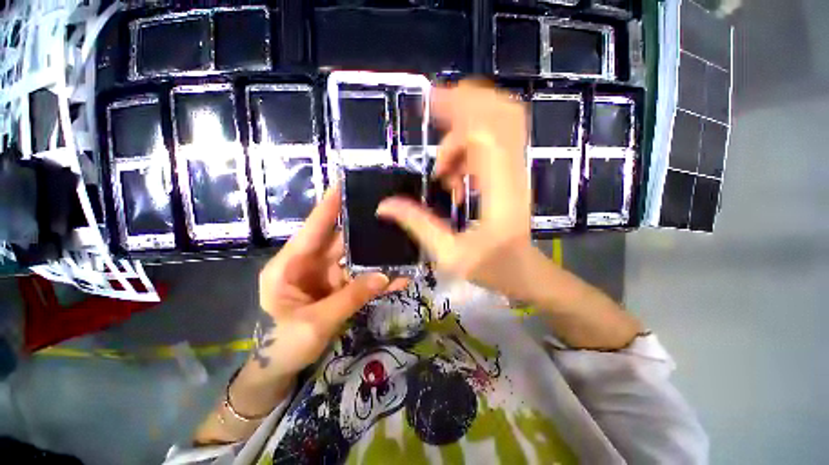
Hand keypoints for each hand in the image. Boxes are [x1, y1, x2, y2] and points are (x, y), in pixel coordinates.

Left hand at [255, 186, 405, 377]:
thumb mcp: (314, 323)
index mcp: (290, 265)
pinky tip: (398, 277)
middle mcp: (310, 264)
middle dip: (363, 228)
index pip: (313, 228)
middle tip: (387, 213)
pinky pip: (361, 279)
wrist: (281, 368)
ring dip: (376, 256)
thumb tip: (384, 275)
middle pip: (340, 240)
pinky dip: (378, 279)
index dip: (329, 205)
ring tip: (400, 244)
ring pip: (355, 259)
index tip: (345, 183)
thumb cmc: (284, 345)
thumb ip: (350, 298)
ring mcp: (327, 275)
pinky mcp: (339, 287)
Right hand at [377, 81, 535, 298]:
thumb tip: (384, 206)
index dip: (459, 109)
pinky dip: (468, 150)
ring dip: (462, 136)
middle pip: (500, 114)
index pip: (487, 131)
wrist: (524, 271)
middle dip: (465, 105)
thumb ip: (418, 226)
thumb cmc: (492, 267)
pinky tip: (454, 178)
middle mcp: (513, 172)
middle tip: (433, 115)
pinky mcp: (511, 173)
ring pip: (497, 125)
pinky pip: (492, 143)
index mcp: (501, 191)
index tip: (428, 103)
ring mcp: (516, 170)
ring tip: (443, 173)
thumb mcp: (450, 254)